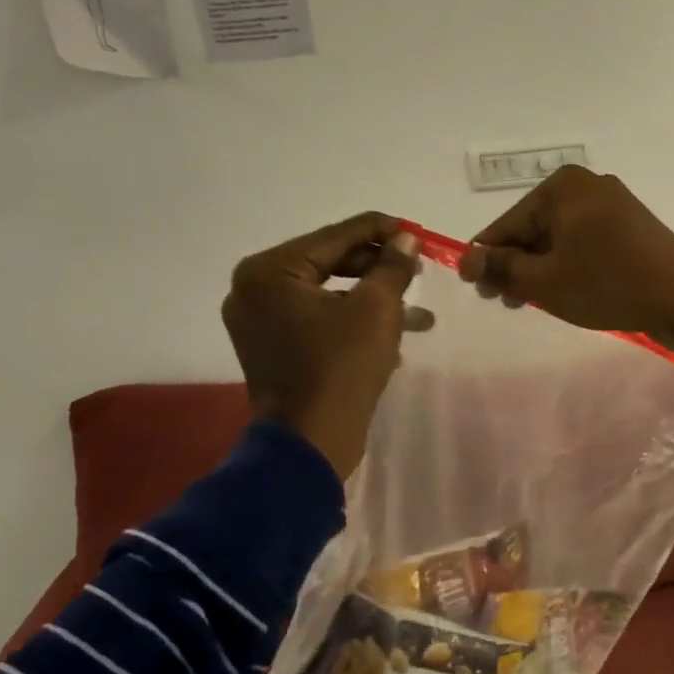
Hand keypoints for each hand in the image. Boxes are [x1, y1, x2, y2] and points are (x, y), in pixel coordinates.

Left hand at [222, 213, 431, 479]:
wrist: (312, 442)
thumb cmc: (342, 367)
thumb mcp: (378, 308)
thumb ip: (393, 265)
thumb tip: (405, 239)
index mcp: (270, 270)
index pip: (336, 235)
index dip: (382, 230)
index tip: (416, 231)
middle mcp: (254, 289)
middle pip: (329, 262)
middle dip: (379, 269)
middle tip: (418, 270)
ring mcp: (259, 321)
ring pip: (327, 295)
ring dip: (373, 299)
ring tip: (418, 311)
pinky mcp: (272, 348)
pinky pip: (318, 320)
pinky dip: (352, 321)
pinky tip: (394, 333)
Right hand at [460, 167, 673, 365]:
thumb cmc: (608, 285)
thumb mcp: (544, 281)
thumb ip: (501, 268)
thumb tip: (468, 259)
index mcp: (562, 188)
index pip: (507, 224)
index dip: (486, 258)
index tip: (473, 289)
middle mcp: (587, 186)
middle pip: (534, 228)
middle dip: (515, 265)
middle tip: (503, 302)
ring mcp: (613, 205)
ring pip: (560, 239)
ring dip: (541, 269)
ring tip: (531, 302)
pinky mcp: (631, 227)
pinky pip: (585, 243)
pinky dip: (569, 265)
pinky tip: (564, 291)